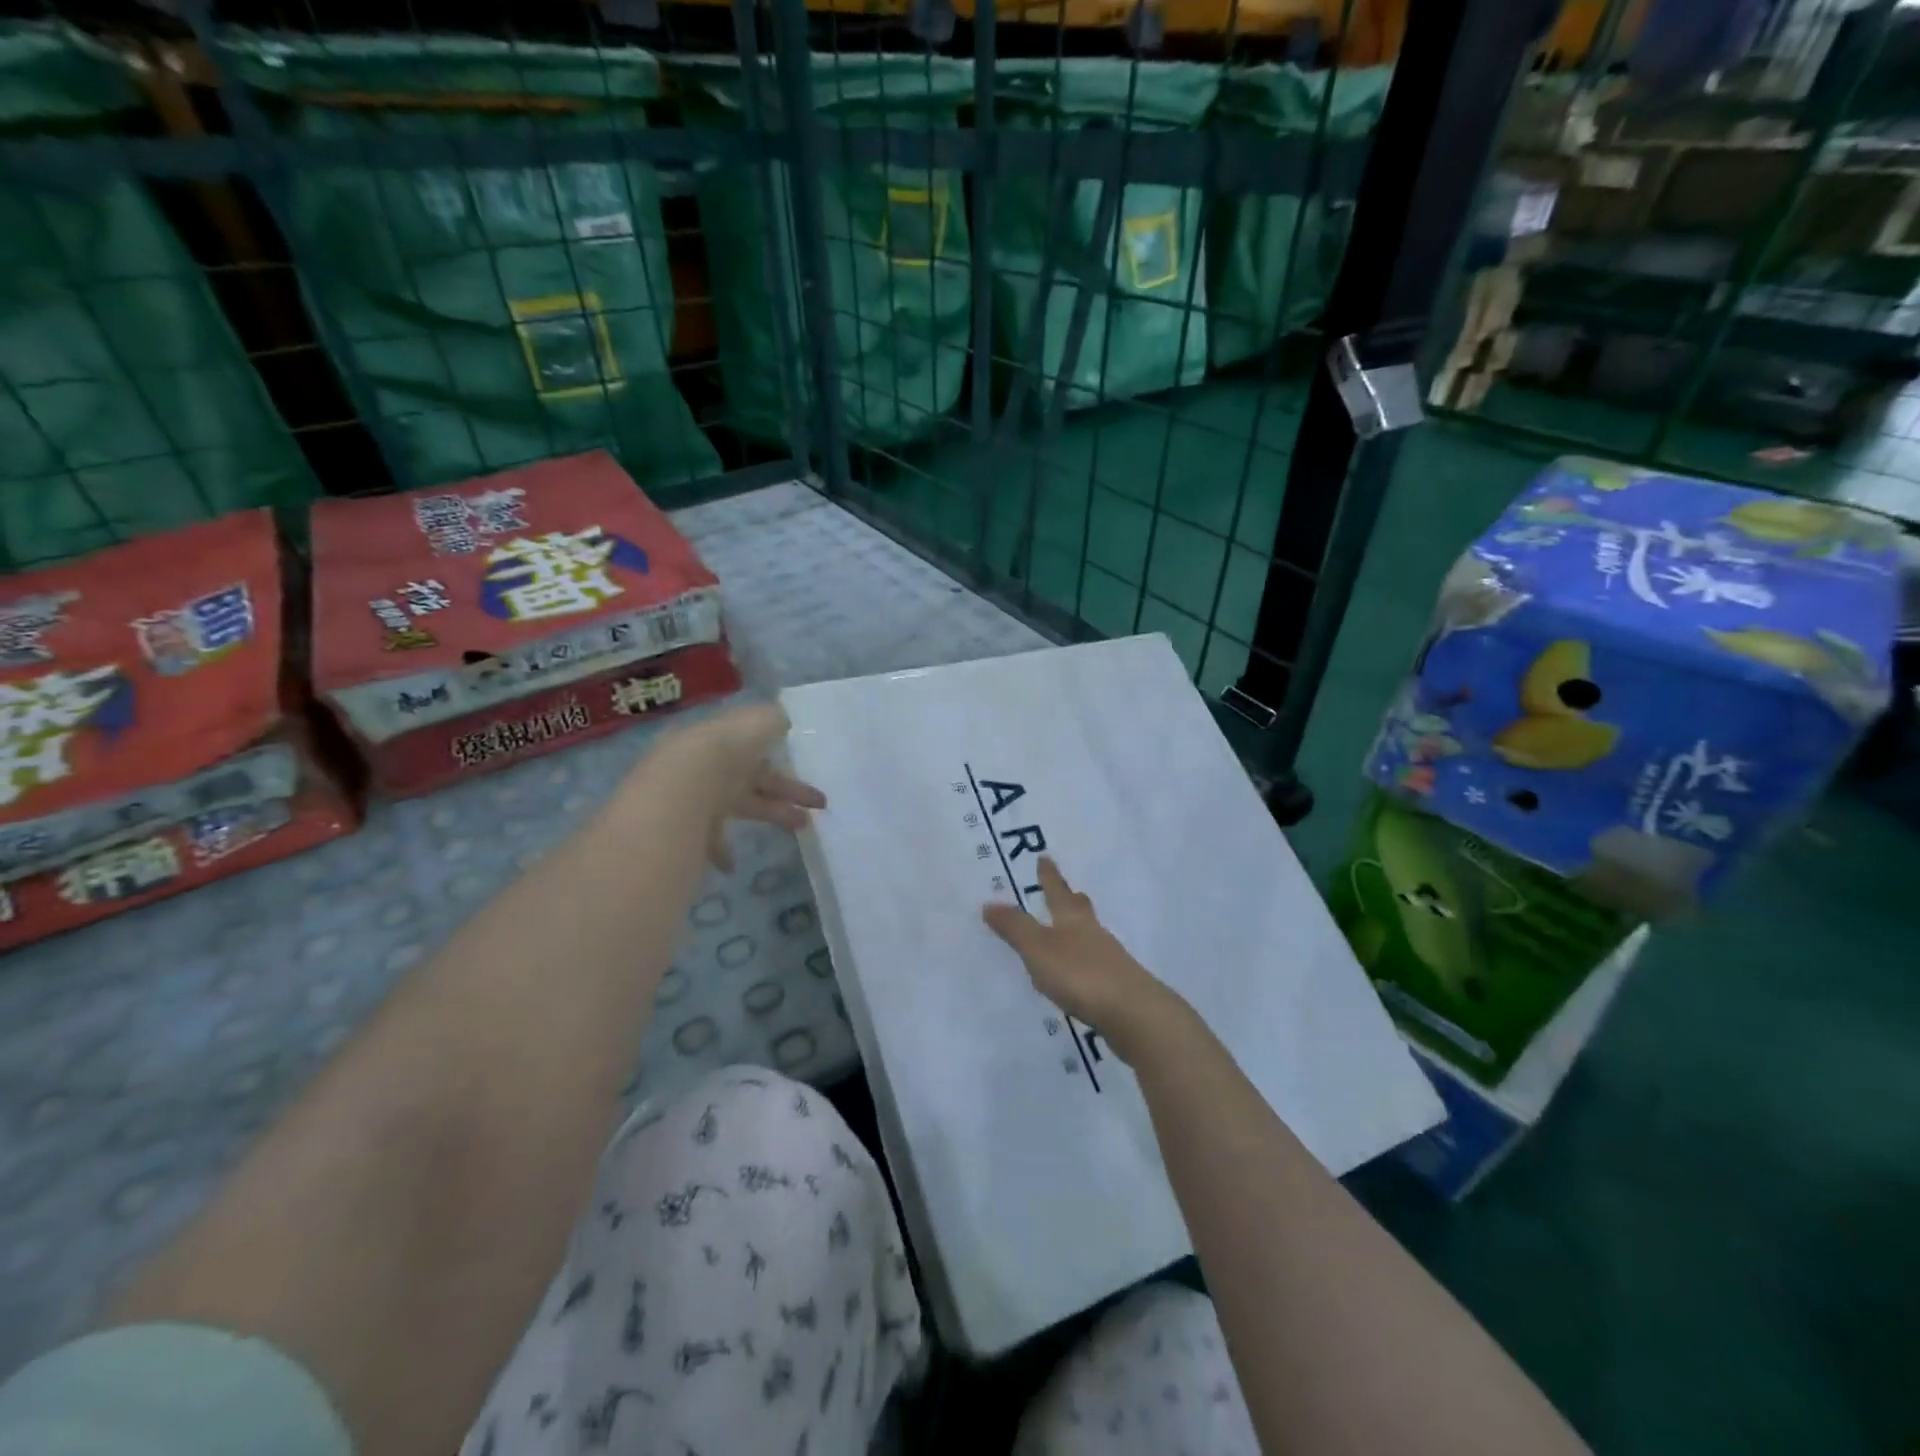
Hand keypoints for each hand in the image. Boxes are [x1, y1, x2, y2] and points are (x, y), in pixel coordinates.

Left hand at [647, 702, 825, 870]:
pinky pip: (711, 840)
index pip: (755, 745)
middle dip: (789, 790)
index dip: (782, 756)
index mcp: (725, 739)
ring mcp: (700, 797)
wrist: (685, 787)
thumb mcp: (758, 722)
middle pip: (754, 778)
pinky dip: (724, 852)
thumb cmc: (727, 750)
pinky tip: (734, 865)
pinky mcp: (691, 827)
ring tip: (802, 827)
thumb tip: (782, 720)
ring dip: (773, 814)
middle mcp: (712, 766)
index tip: (807, 768)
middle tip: (821, 804)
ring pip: (742, 806)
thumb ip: (773, 720)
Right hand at [982, 856, 1184, 1063]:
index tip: (1045, 858)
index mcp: (1072, 920)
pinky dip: (1084, 962)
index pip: (1057, 891)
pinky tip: (1078, 975)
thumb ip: (1015, 928)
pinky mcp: (1117, 987)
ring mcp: (1109, 960)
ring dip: (1079, 931)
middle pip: (1081, 910)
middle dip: (1072, 899)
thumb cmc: (1081, 974)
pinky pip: (1095, 965)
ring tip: (1068, 933)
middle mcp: (1093, 933)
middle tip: (1069, 891)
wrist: (1134, 1014)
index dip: (1049, 876)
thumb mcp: (1039, 949)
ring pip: (1091, 937)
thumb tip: (989, 902)